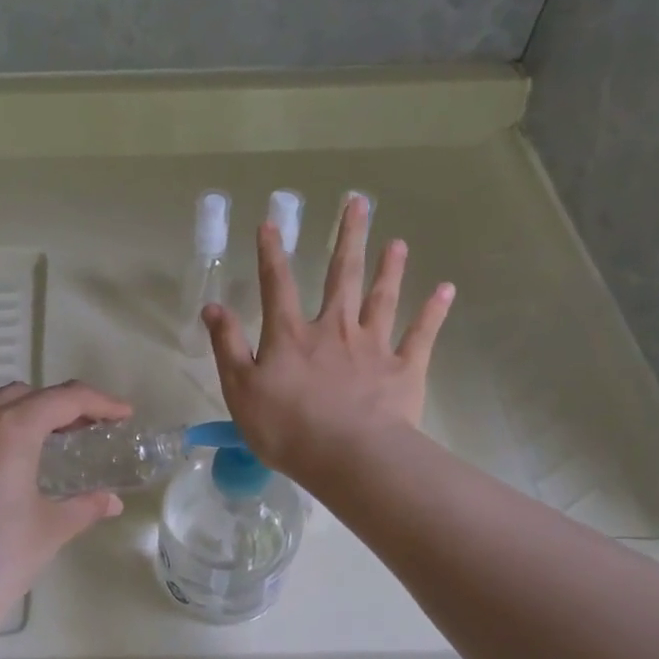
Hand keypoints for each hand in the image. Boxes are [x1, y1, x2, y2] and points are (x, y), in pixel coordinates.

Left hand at [0, 381, 130, 626]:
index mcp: (8, 430)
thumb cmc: (1, 560)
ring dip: (19, 418)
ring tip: (43, 446)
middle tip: (84, 431)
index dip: (98, 402)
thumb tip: (111, 502)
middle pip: (22, 396)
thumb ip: (85, 505)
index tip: (122, 414)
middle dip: (57, 406)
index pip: (62, 398)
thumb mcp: (52, 528)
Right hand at [202, 195, 453, 480]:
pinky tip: (445, 290)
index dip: (272, 253)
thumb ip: (228, 346)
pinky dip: (434, 312)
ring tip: (397, 242)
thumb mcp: (240, 389)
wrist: (349, 456)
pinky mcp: (405, 369)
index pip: (278, 284)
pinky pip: (422, 334)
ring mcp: (374, 346)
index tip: (271, 222)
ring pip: (383, 298)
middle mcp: (335, 329)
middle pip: (342, 275)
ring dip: (390, 268)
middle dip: (347, 238)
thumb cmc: (286, 427)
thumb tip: (213, 307)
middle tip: (357, 202)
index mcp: (292, 335)